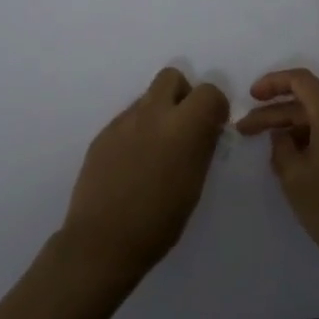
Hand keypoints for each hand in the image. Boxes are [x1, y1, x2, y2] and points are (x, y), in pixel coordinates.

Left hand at [60, 68, 229, 283]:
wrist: (102, 240)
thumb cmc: (159, 222)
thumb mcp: (194, 185)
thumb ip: (202, 147)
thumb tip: (207, 128)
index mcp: (182, 127)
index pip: (208, 91)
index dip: (215, 106)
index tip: (214, 126)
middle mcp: (151, 114)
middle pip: (171, 77)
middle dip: (184, 95)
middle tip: (185, 127)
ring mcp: (123, 122)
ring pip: (148, 98)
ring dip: (159, 113)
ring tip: (157, 151)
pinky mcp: (103, 135)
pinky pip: (128, 119)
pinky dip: (138, 130)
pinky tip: (134, 163)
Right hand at [236, 68, 318, 276]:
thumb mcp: (295, 178)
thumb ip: (281, 148)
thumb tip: (283, 136)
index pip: (301, 80)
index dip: (272, 83)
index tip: (251, 98)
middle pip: (309, 103)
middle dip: (275, 114)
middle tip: (245, 131)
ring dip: (294, 130)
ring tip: (270, 154)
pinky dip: (313, 141)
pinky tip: (297, 164)